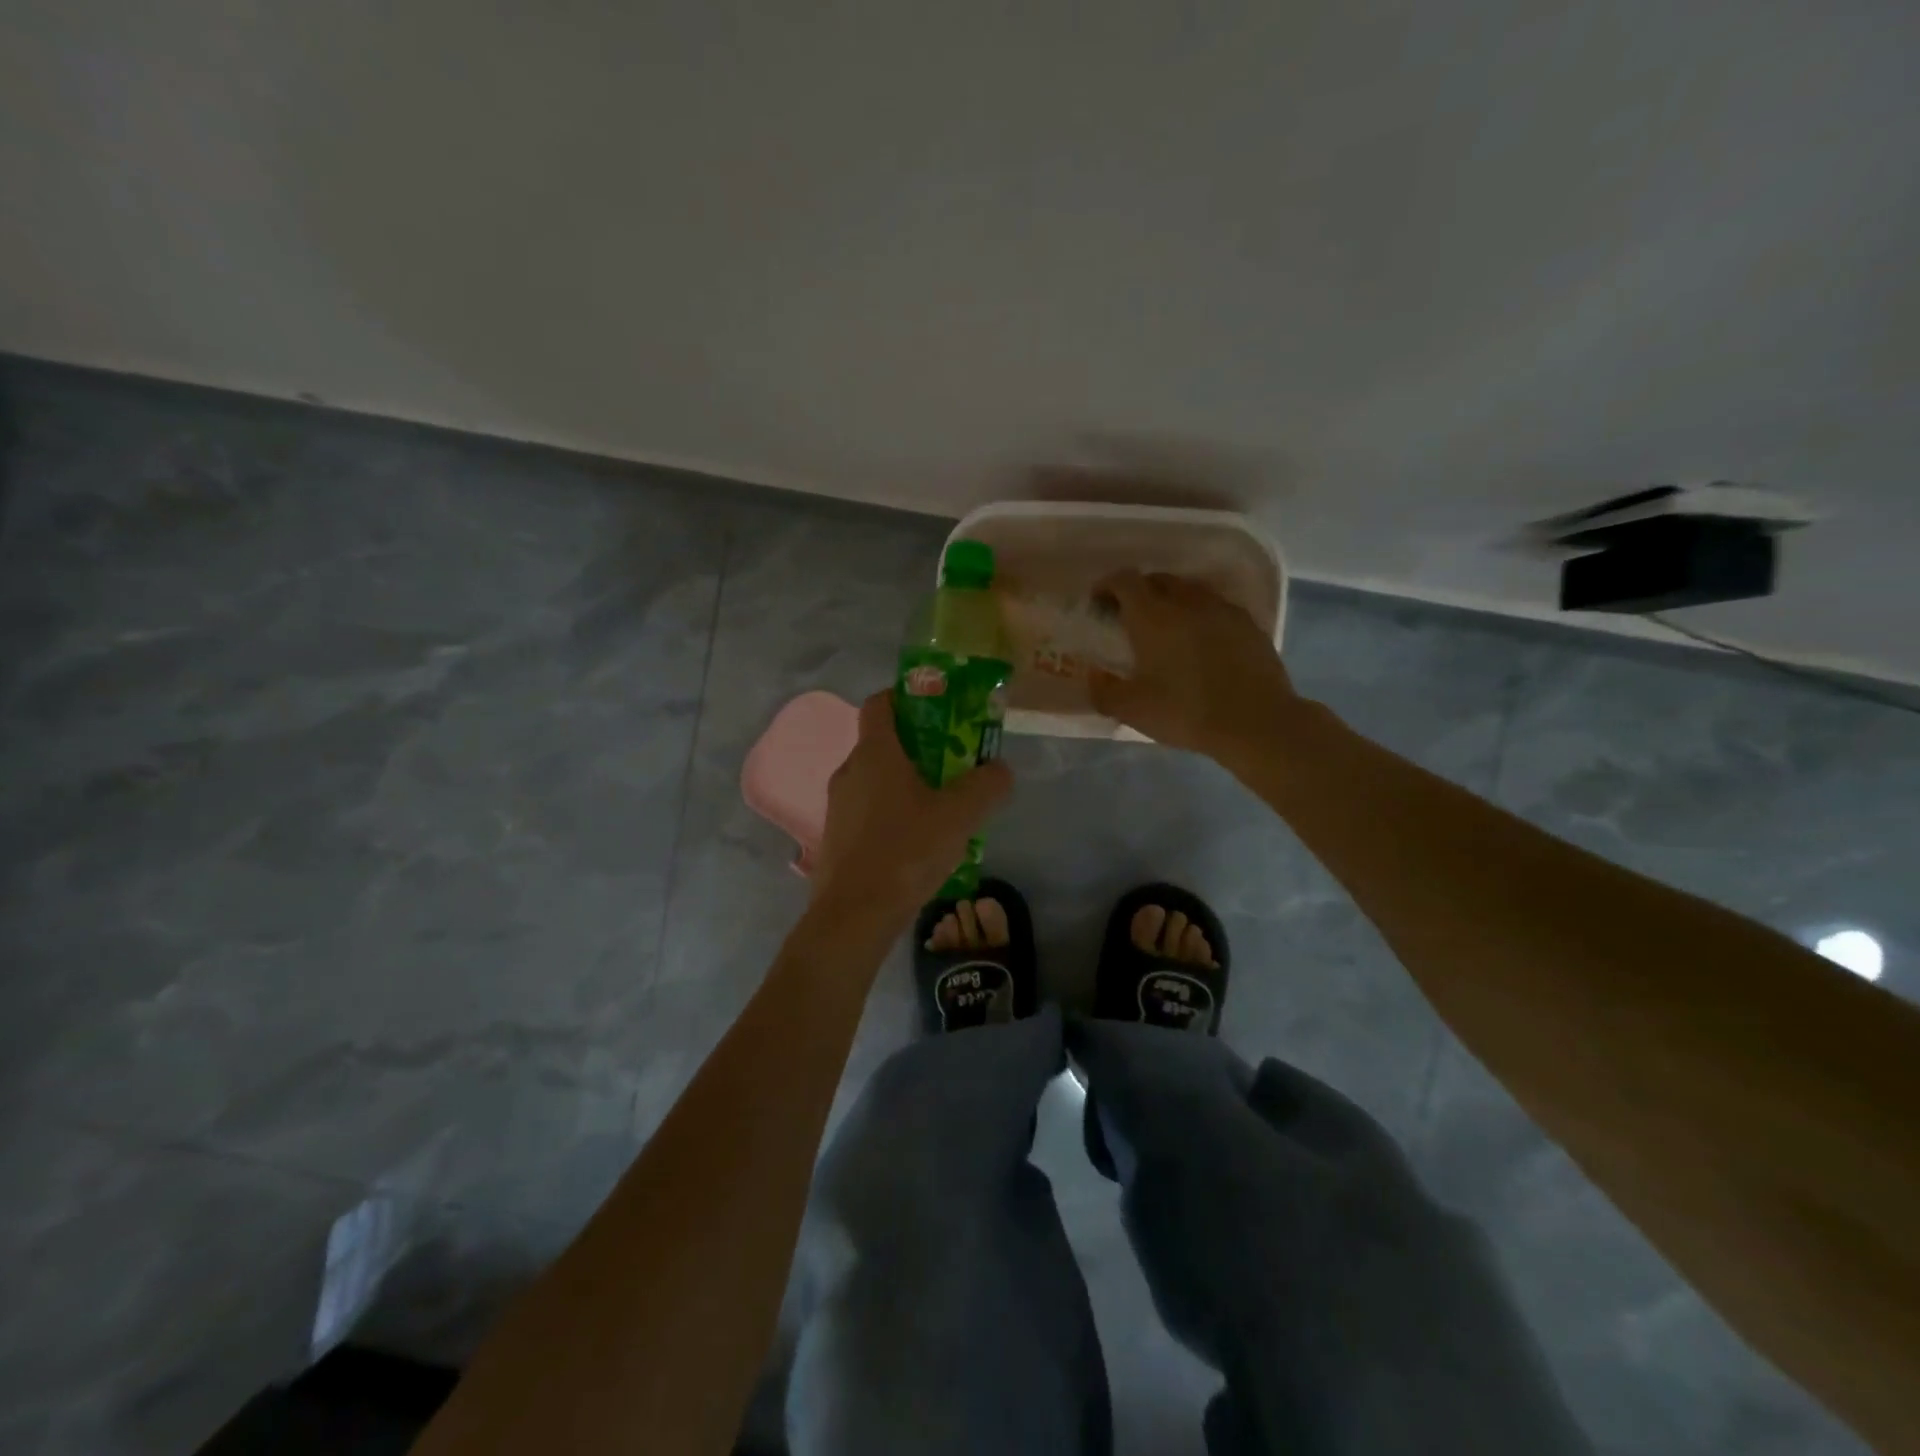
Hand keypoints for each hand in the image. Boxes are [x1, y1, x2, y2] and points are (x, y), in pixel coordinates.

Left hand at [811, 690, 1012, 919]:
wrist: (854, 915)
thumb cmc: (906, 852)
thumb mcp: (959, 816)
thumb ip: (986, 786)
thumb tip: (1000, 769)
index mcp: (875, 753)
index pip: (881, 702)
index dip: (907, 697)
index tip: (938, 709)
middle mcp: (850, 771)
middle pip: (884, 743)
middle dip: (920, 747)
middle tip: (954, 763)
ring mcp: (838, 806)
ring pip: (877, 780)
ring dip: (907, 783)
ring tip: (942, 807)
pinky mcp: (837, 837)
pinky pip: (869, 810)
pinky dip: (893, 812)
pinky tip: (918, 842)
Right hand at [1088, 571, 1303, 763]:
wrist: (1256, 722)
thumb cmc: (1185, 712)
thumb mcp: (1132, 710)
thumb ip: (1104, 690)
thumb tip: (1094, 675)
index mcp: (1152, 616)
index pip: (1124, 581)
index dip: (1107, 585)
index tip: (1099, 602)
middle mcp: (1186, 602)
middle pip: (1157, 580)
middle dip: (1139, 591)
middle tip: (1130, 616)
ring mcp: (1221, 609)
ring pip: (1189, 590)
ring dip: (1171, 600)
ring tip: (1166, 627)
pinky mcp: (1248, 624)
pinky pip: (1215, 607)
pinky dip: (1200, 615)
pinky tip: (1201, 641)